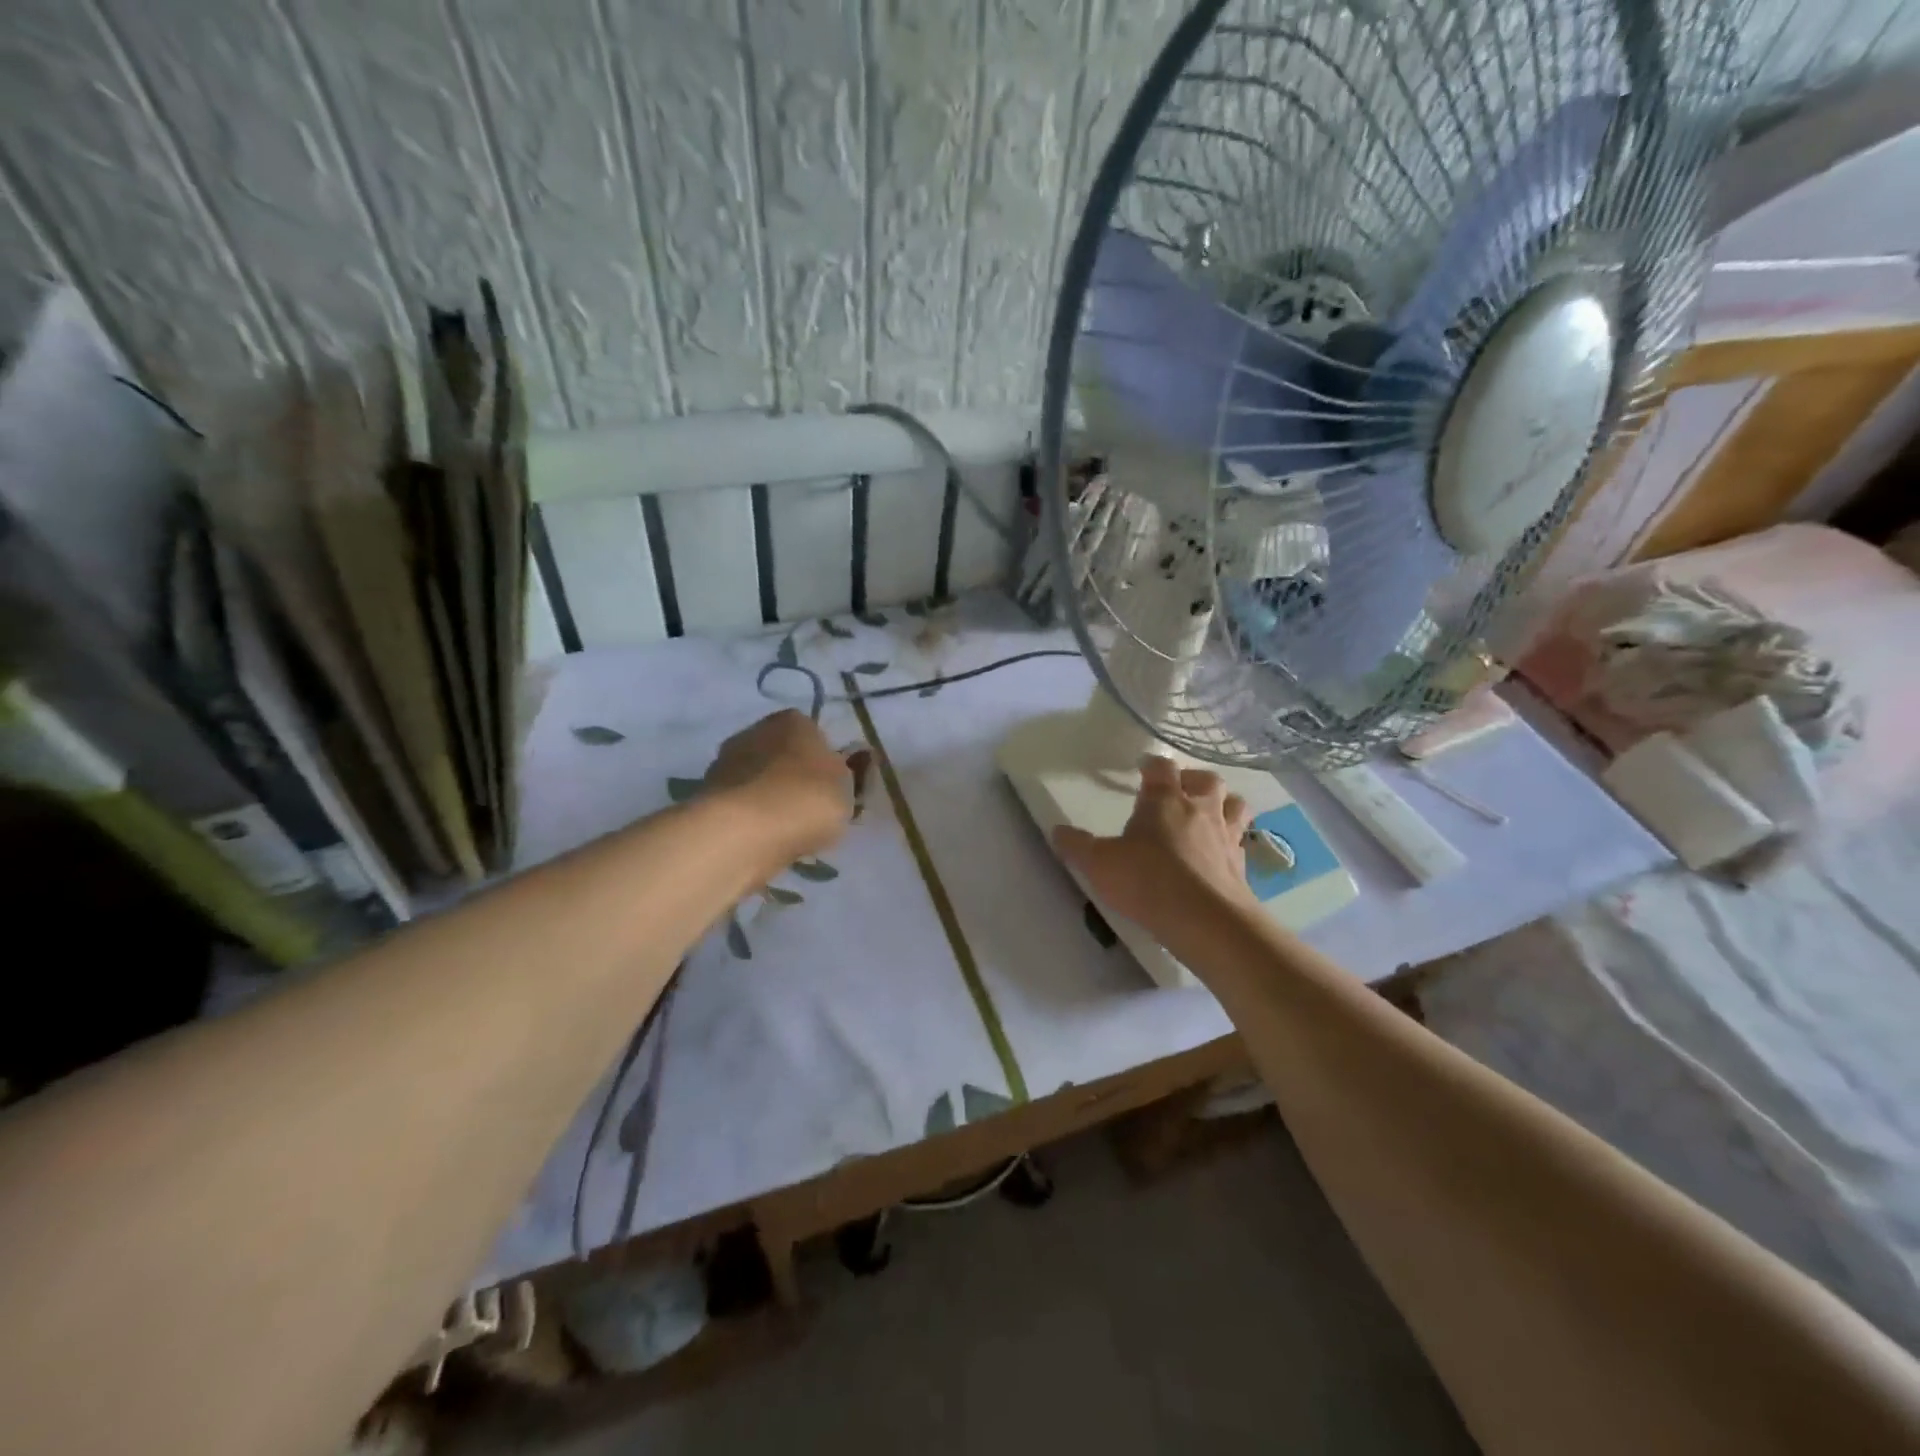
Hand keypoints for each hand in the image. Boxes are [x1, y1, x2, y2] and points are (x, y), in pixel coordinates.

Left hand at [705, 710, 853, 865]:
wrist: (745, 832)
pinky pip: (743, 807)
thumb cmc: (807, 798)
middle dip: (793, 779)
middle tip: (811, 811)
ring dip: (770, 801)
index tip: (832, 788)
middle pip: (781, 756)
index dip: (824, 760)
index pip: (813, 733)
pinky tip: (765, 840)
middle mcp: (754, 732)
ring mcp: (726, 763)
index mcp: (792, 720)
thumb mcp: (847, 787)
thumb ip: (848, 775)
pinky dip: (753, 821)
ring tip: (788, 832)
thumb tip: (842, 768)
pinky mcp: (708, 797)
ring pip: (759, 782)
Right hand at [1053, 756, 1257, 937]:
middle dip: (1193, 780)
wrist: (1206, 921)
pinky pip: (1242, 842)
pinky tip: (1219, 855)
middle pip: (1207, 780)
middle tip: (1179, 792)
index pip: (1161, 767)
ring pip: (1235, 805)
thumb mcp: (1099, 864)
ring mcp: (1226, 836)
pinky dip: (1232, 842)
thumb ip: (1077, 846)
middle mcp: (1201, 809)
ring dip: (1223, 804)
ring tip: (1208, 816)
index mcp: (1165, 800)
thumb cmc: (1148, 881)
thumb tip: (1056, 831)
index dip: (1152, 765)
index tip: (1143, 769)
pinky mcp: (1242, 865)